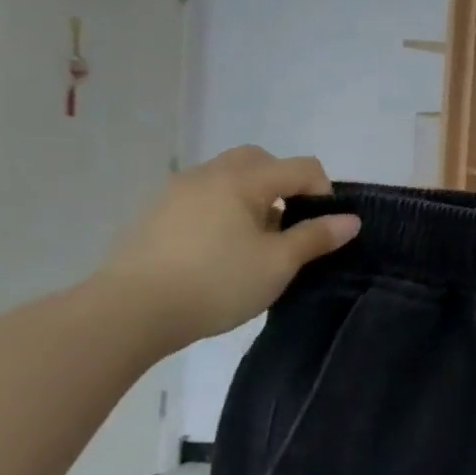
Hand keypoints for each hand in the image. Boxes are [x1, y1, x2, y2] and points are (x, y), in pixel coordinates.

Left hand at [96, 146, 360, 349]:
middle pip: (259, 160)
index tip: (321, 227)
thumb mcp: (279, 263)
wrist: (125, 314)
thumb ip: (317, 236)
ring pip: (226, 177)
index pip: (302, 167)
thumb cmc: (215, 282)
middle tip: (288, 220)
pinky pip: (201, 196)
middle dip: (283, 182)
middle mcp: (207, 176)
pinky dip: (221, 209)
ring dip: (251, 195)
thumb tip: (350, 220)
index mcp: (242, 181)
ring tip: (254, 238)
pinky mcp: (153, 216)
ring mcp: (174, 194)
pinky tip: (220, 248)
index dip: (323, 191)